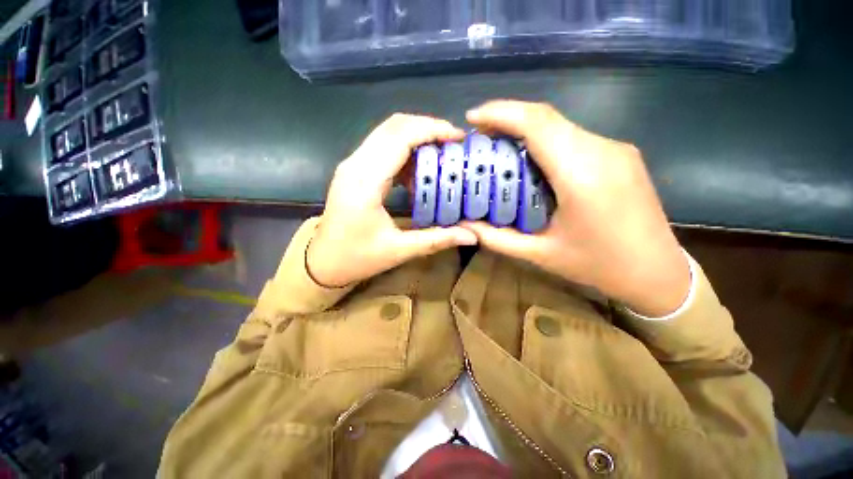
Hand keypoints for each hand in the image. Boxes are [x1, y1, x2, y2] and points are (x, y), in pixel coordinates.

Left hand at [307, 114, 477, 287]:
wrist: (322, 263)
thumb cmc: (357, 258)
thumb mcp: (399, 250)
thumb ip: (436, 239)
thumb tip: (472, 236)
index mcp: (365, 181)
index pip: (400, 137)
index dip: (432, 130)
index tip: (458, 138)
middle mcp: (355, 164)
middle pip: (393, 126)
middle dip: (427, 128)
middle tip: (454, 144)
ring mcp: (352, 165)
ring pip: (387, 133)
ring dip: (416, 138)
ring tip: (440, 155)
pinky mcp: (353, 170)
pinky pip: (382, 147)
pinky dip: (405, 151)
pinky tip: (419, 171)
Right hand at [461, 100, 689, 316]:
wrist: (657, 272)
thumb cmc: (598, 265)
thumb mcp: (539, 254)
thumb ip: (497, 238)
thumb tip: (464, 226)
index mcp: (582, 175)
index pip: (537, 123)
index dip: (501, 113)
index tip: (472, 118)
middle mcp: (602, 151)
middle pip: (547, 117)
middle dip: (507, 119)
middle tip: (480, 137)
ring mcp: (615, 149)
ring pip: (560, 125)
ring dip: (525, 130)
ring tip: (499, 148)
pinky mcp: (619, 154)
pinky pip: (573, 137)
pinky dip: (545, 140)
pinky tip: (531, 160)